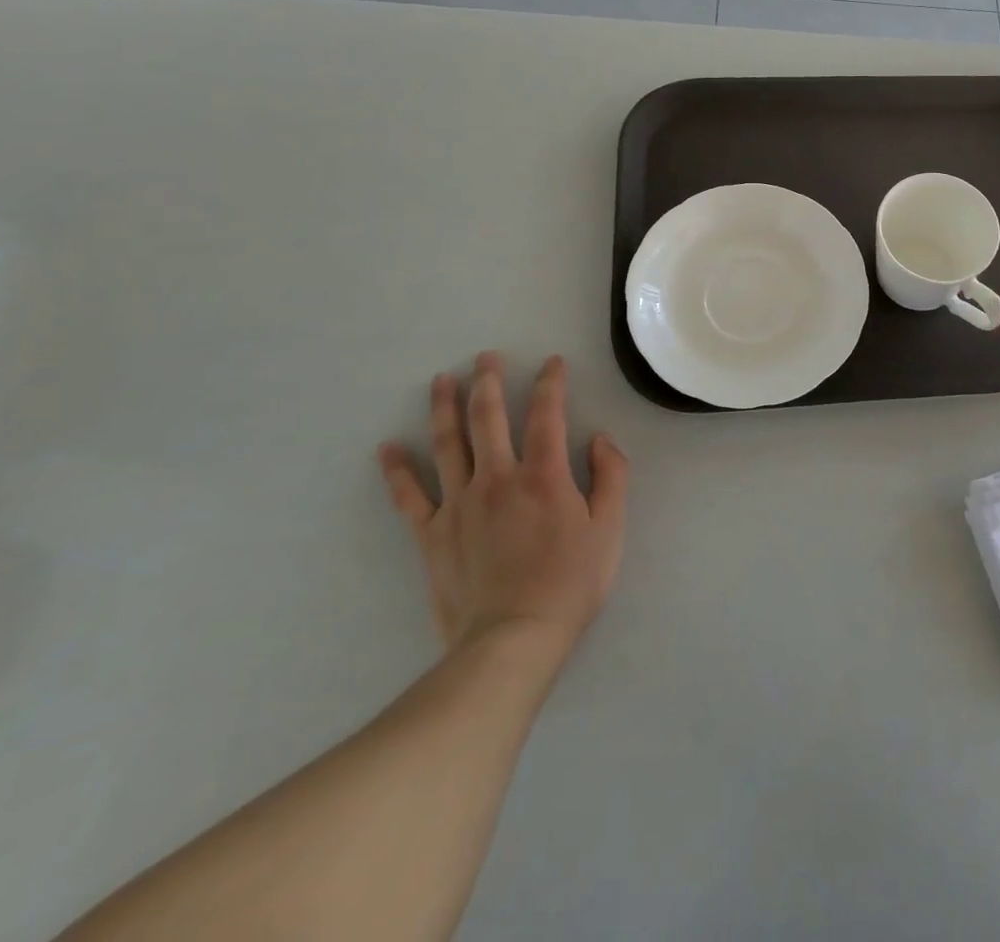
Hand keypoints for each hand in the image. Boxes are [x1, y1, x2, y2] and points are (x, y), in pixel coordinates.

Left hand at [378, 353, 628, 655]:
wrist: (512, 640)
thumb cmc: (570, 583)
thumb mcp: (610, 529)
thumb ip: (611, 476)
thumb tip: (600, 439)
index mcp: (544, 475)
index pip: (547, 415)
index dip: (550, 384)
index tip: (552, 362)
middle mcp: (498, 478)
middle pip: (488, 418)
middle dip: (488, 382)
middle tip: (485, 357)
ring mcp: (459, 505)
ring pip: (447, 445)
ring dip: (444, 408)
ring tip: (441, 380)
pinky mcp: (432, 535)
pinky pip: (410, 497)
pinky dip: (397, 471)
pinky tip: (388, 448)